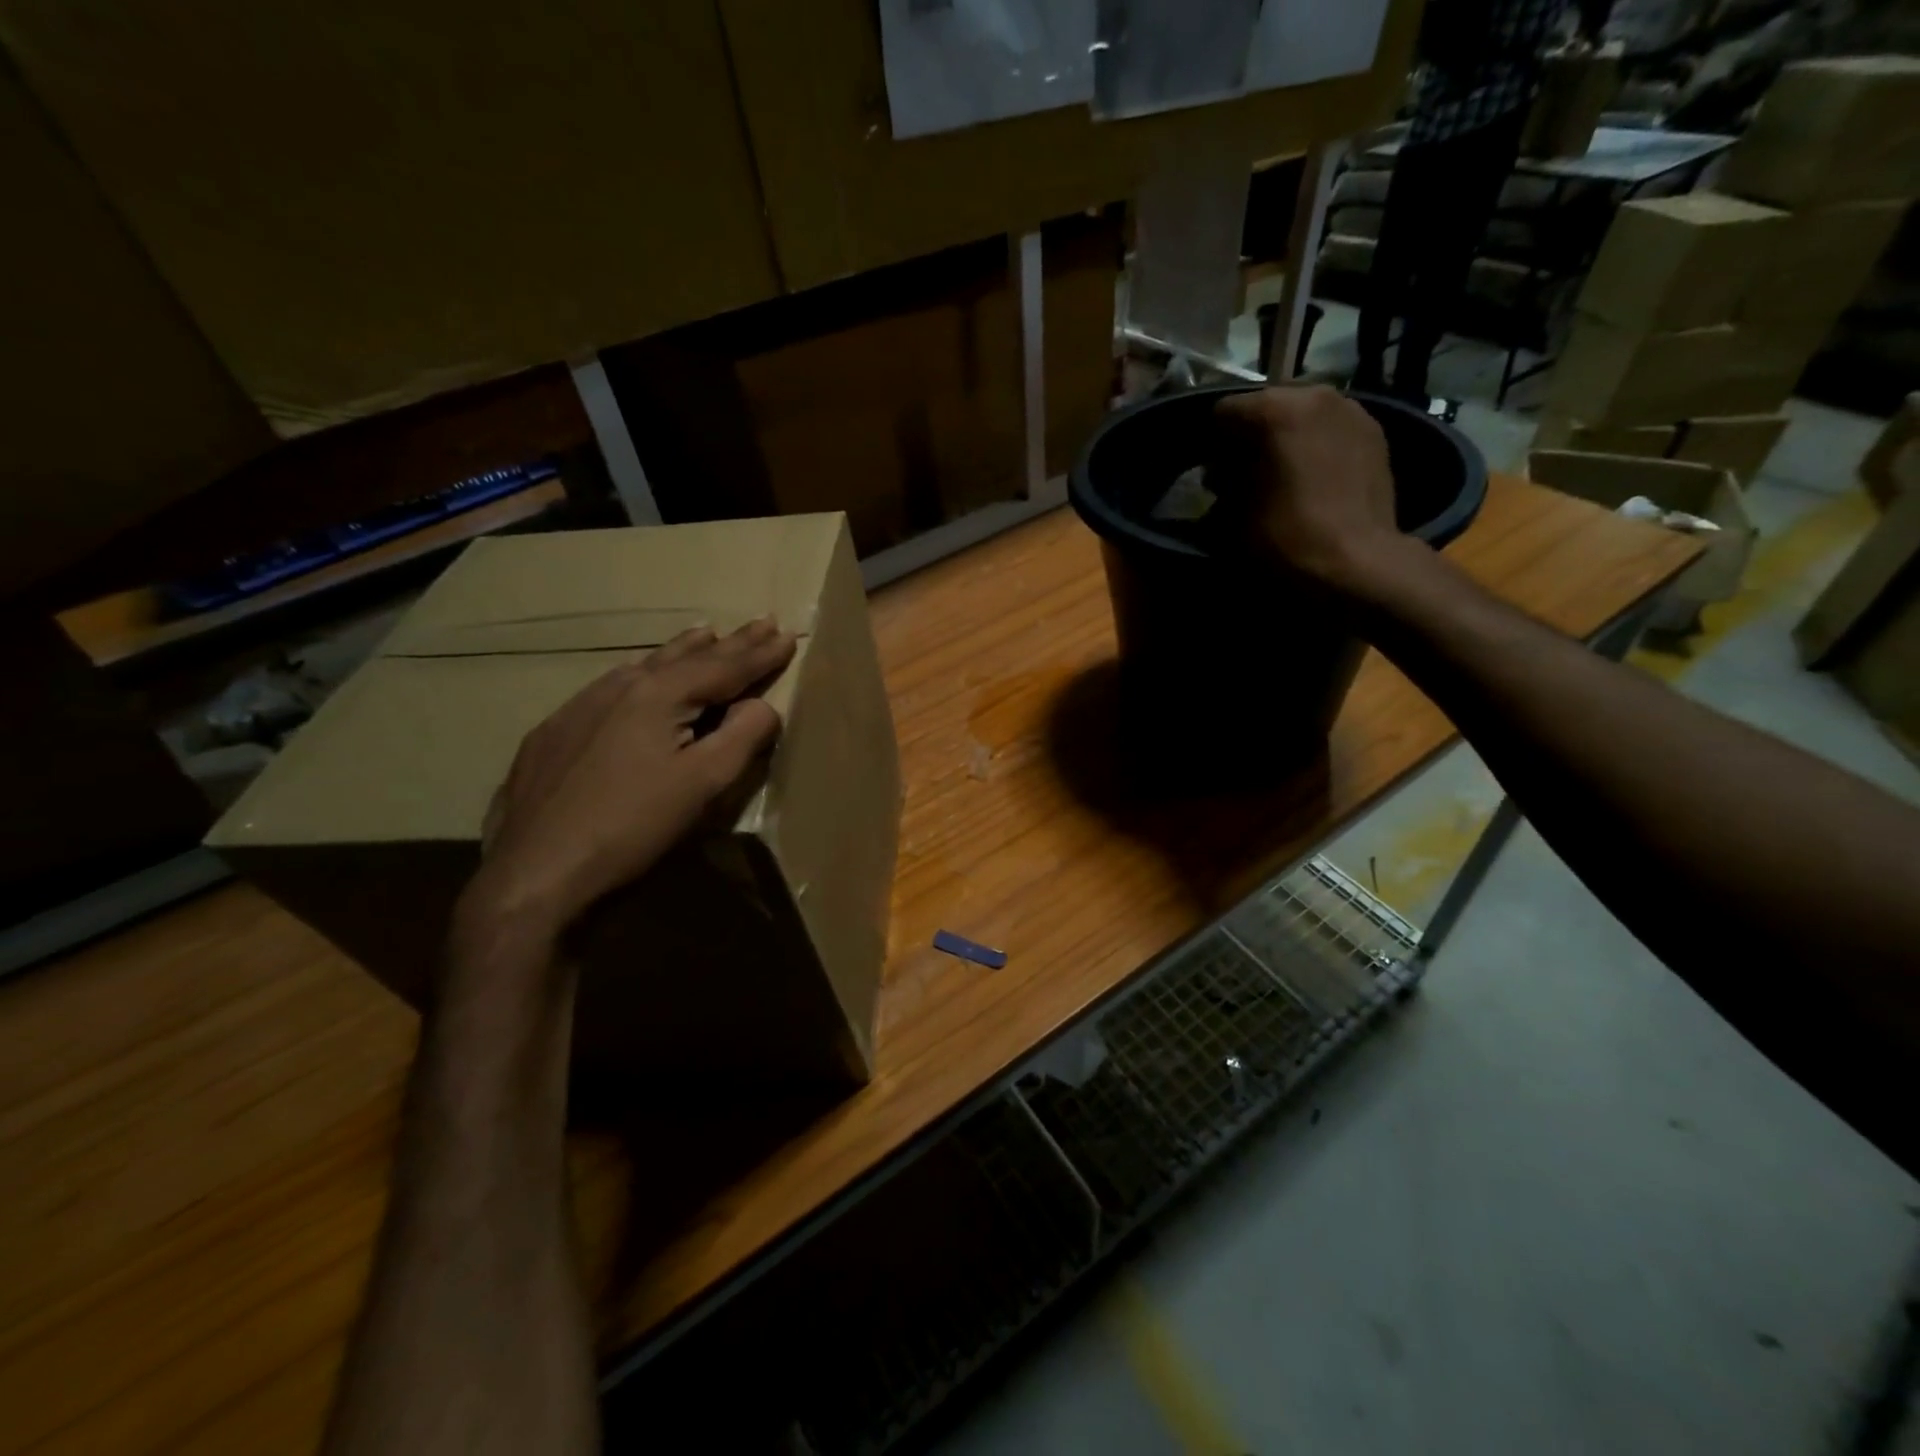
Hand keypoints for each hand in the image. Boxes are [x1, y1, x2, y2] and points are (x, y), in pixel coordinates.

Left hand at [460, 620, 796, 940]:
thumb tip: (764, 705)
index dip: (760, 653)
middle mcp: (619, 687)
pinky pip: (610, 687)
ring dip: (682, 651)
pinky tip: (639, 679)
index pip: (724, 666)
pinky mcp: (553, 733)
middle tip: (760, 622)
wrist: (535, 872)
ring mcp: (579, 706)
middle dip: (729, 642)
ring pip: (643, 666)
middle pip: (686, 657)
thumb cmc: (632, 827)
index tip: (787, 635)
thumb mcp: (703, 785)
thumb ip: (742, 737)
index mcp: (659, 695)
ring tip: (705, 633)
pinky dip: (642, 674)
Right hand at [1212, 385, 1408, 594]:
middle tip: (1245, 474)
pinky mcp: (1374, 431)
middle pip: (1267, 406)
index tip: (1214, 475)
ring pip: (1302, 414)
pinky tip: (1313, 477)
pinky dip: (1316, 444)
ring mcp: (1351, 410)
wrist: (1357, 561)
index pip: (1225, 411)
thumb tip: (1221, 475)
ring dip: (1286, 438)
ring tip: (1282, 475)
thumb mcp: (1232, 514)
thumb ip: (1221, 482)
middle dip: (1251, 436)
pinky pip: (1330, 427)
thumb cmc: (1286, 536)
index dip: (1213, 444)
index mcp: (1275, 409)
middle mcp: (1315, 395)